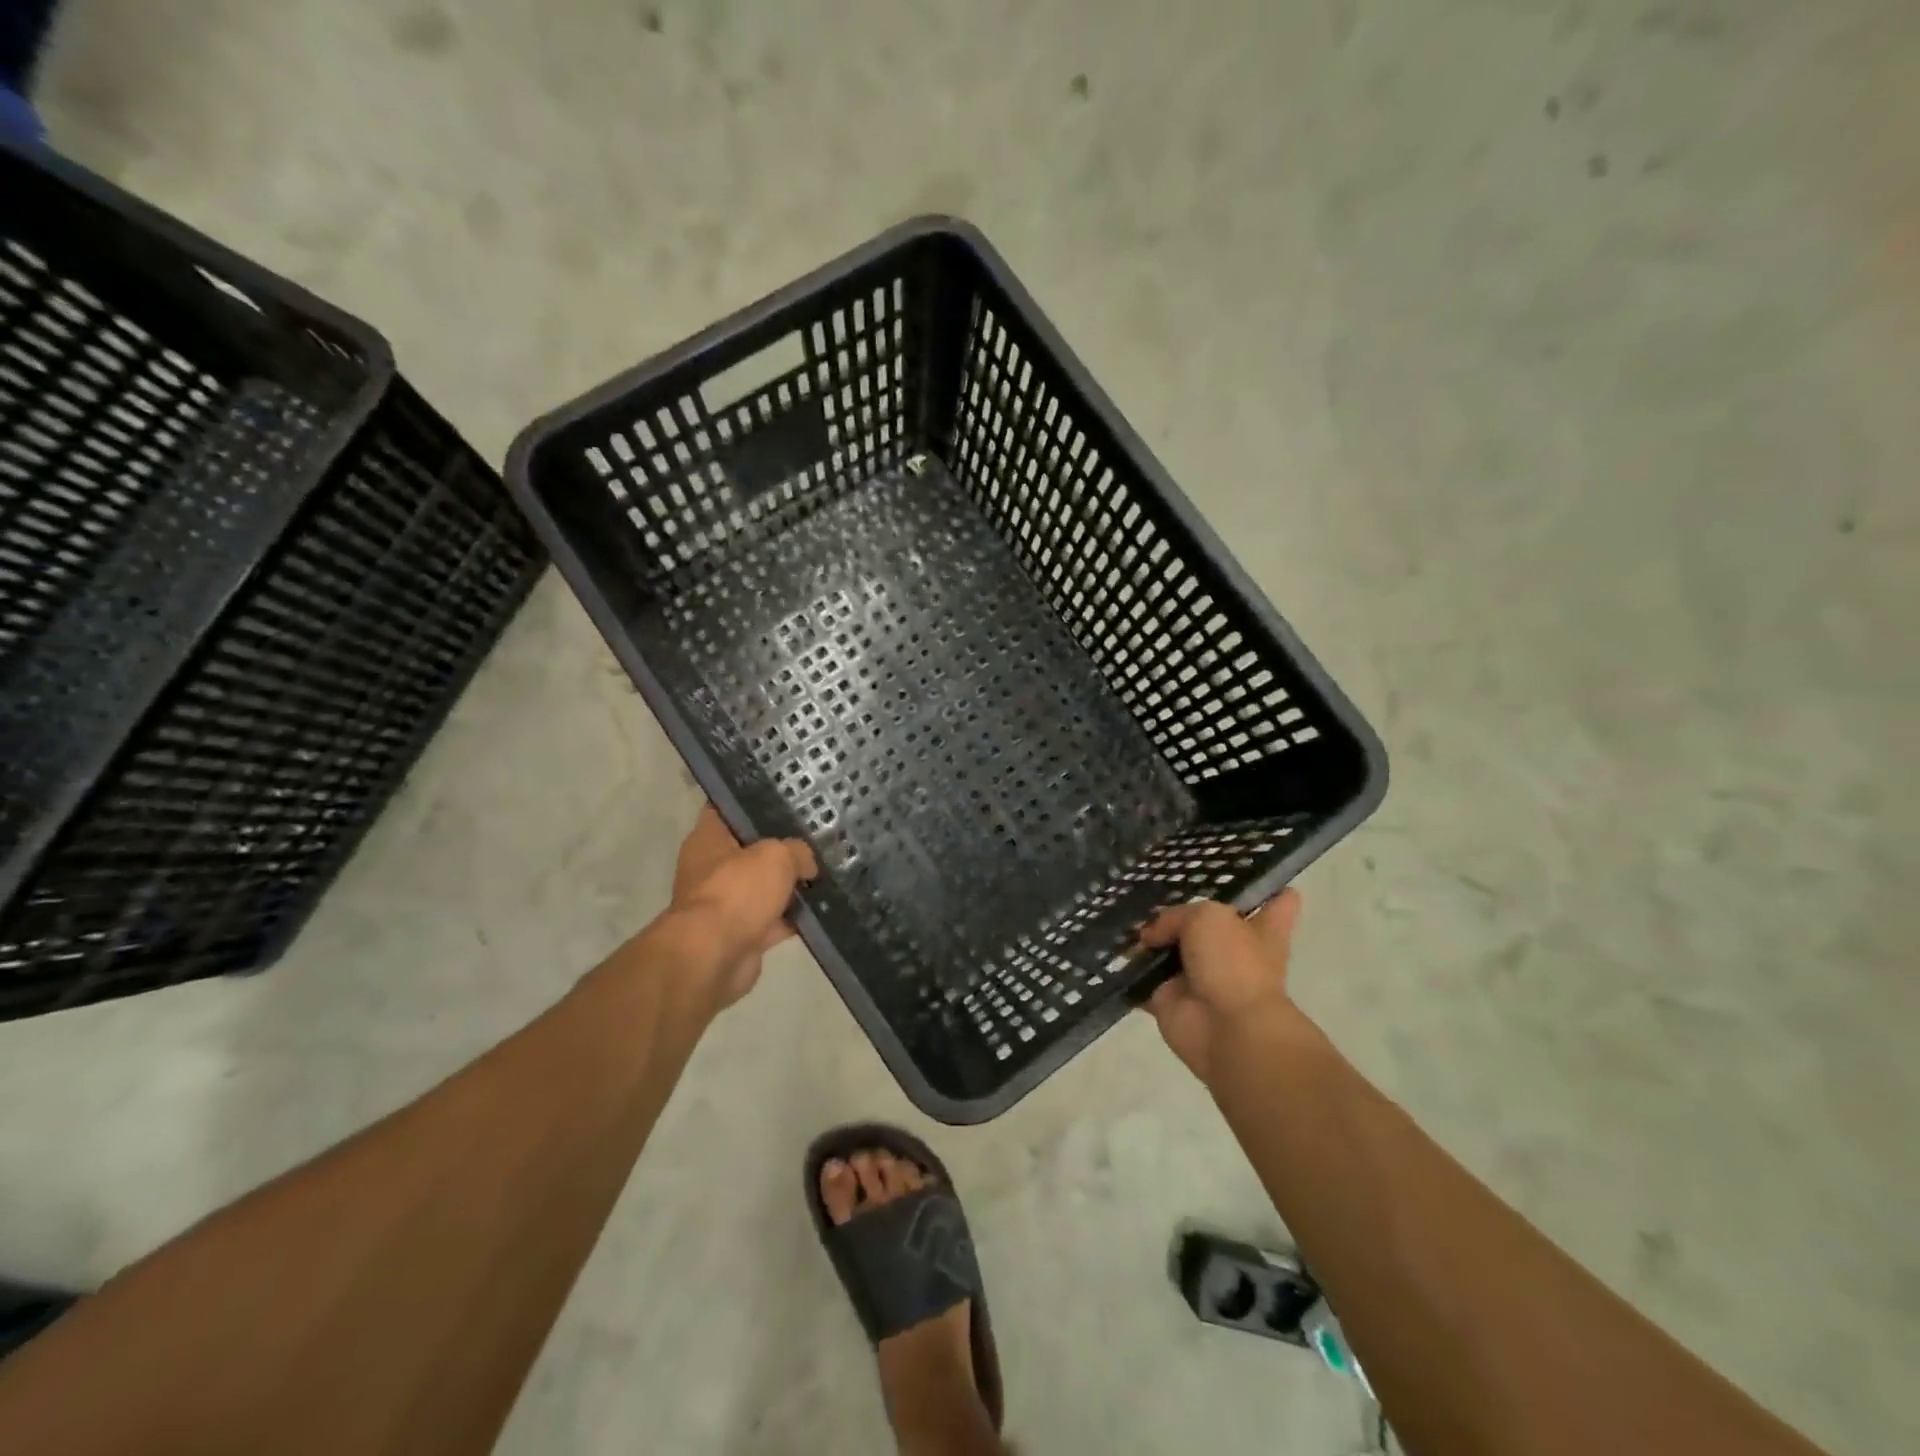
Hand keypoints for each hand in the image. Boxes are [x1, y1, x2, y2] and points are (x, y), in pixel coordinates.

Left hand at [664, 806, 816, 1012]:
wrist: (715, 956)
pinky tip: (822, 910)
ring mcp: (725, 903)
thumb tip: (807, 866)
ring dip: (789, 886)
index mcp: (708, 839)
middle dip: (781, 847)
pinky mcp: (740, 934)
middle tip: (815, 837)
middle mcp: (711, 869)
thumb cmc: (737, 890)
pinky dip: (793, 918)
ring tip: (826, 873)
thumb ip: (797, 851)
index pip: (728, 809)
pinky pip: (773, 920)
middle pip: (750, 850)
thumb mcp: (777, 855)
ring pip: (764, 887)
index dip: (753, 802)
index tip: (784, 798)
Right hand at [1137, 889, 1305, 1083]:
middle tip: (1153, 888)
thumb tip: (1151, 938)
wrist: (1227, 1029)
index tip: (1255, 876)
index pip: (1277, 904)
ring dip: (1147, 939)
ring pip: (1171, 950)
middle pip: (1211, 926)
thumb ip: (1175, 916)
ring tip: (1119, 912)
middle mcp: (1231, 952)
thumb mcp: (1206, 917)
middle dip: (1185, 911)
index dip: (1270, 889)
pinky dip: (1126, 970)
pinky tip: (1106, 948)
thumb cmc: (1234, 964)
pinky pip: (1142, 980)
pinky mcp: (1171, 1000)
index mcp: (1261, 930)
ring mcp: (1200, 978)